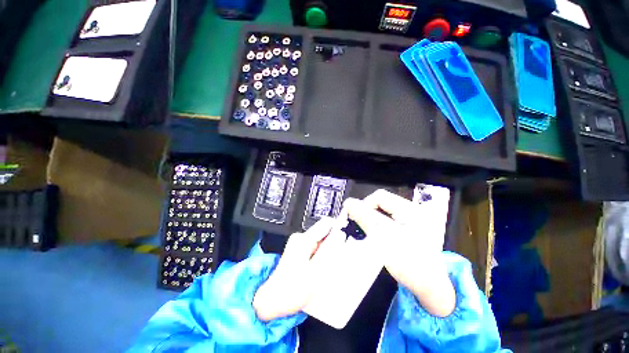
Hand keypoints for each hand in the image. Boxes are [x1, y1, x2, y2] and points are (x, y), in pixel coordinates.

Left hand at [253, 217, 344, 321]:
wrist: (272, 301)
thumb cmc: (292, 290)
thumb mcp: (315, 272)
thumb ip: (329, 251)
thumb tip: (340, 235)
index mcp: (304, 239)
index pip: (327, 223)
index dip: (339, 230)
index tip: (346, 242)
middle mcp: (301, 238)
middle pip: (324, 232)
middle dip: (334, 244)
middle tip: (336, 261)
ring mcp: (299, 244)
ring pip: (321, 241)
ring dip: (328, 252)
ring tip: (327, 268)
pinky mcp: (299, 250)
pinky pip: (316, 248)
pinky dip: (322, 256)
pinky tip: (320, 269)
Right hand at [343, 189, 455, 316]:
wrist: (431, 288)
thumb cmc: (411, 265)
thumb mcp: (385, 238)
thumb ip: (365, 218)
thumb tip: (349, 203)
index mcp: (411, 210)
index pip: (380, 196)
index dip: (364, 205)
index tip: (355, 218)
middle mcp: (413, 211)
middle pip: (382, 204)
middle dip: (368, 213)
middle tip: (360, 226)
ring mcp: (412, 220)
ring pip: (383, 213)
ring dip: (372, 220)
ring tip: (368, 232)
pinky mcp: (410, 228)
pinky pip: (388, 221)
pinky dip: (379, 226)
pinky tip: (377, 235)